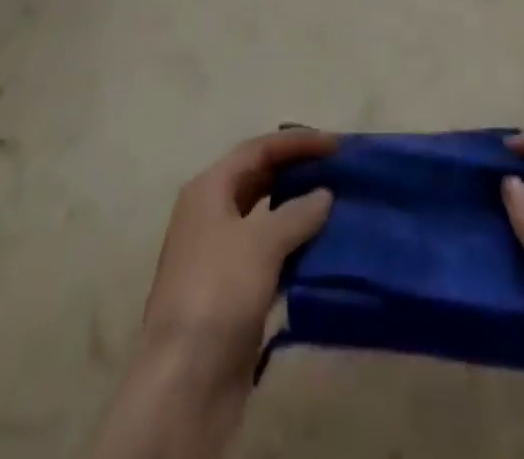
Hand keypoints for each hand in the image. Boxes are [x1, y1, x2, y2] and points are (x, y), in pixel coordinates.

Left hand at [90, 130, 335, 458]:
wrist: (185, 380)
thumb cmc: (219, 291)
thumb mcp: (262, 242)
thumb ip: (297, 212)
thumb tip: (324, 194)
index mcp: (209, 189)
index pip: (258, 149)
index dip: (297, 142)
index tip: (335, 144)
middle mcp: (210, 213)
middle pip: (258, 178)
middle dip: (297, 172)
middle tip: (337, 171)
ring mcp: (219, 254)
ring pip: (264, 218)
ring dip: (297, 210)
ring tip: (335, 205)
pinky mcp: (232, 291)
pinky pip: (267, 254)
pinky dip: (292, 247)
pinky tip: (320, 249)